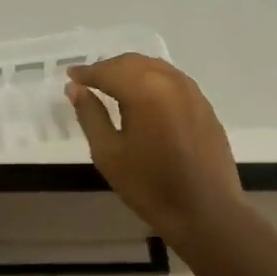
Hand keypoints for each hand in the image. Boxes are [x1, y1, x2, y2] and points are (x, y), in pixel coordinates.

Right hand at [67, 53, 243, 240]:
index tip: (70, 76)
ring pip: (154, 68)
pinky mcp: (204, 105)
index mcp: (145, 90)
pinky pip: (172, 80)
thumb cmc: (149, 186)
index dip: (86, 73)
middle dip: (108, 68)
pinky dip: (151, 80)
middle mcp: (170, 81)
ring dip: (130, 71)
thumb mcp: (109, 153)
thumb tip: (75, 89)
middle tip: (88, 81)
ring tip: (112, 86)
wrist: (206, 212)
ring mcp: (192, 91)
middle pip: (132, 63)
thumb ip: (90, 115)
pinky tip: (143, 97)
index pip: (108, 71)